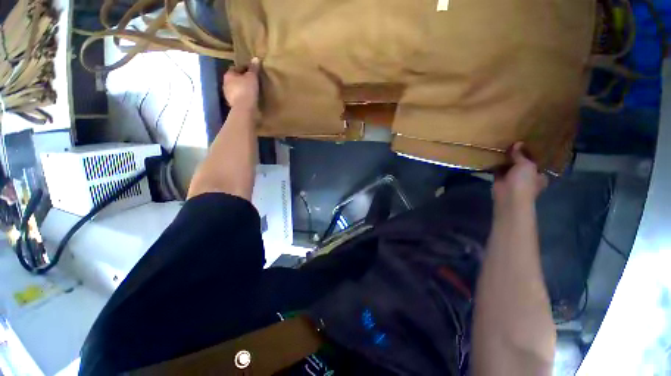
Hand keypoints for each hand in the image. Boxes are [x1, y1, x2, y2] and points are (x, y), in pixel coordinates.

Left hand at [222, 57, 259, 110]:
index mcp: (228, 74)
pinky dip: (242, 97)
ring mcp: (227, 94)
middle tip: (252, 81)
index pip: (235, 68)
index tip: (252, 71)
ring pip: (235, 88)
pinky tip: (249, 98)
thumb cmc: (247, 89)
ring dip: (241, 88)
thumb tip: (255, 58)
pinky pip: (238, 98)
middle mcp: (225, 83)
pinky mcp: (232, 104)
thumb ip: (254, 68)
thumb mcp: (252, 77)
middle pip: (234, 78)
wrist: (244, 108)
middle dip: (242, 79)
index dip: (244, 69)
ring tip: (251, 90)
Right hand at [493, 142, 547, 204]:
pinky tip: (492, 156)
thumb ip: (521, 154)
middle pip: (522, 163)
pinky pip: (498, 170)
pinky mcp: (500, 181)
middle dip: (517, 156)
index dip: (531, 153)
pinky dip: (495, 165)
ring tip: (501, 147)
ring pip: (509, 167)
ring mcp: (513, 179)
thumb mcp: (526, 165)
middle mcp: (527, 177)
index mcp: (539, 174)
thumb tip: (518, 143)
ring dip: (505, 160)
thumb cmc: (524, 182)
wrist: (509, 196)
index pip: (537, 161)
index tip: (526, 143)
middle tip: (512, 143)